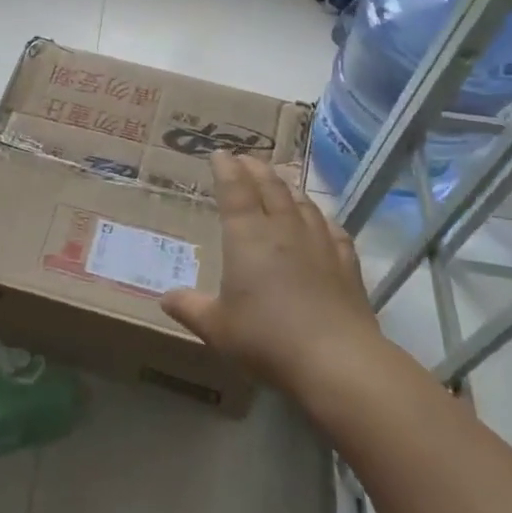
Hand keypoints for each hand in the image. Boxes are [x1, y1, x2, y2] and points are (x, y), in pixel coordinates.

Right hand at [160, 153, 381, 395]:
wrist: (336, 360)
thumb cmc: (266, 338)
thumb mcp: (216, 328)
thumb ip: (190, 308)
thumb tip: (165, 298)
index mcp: (247, 237)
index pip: (234, 190)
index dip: (226, 169)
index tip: (219, 153)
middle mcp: (283, 230)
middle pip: (270, 187)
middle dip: (255, 169)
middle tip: (245, 158)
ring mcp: (320, 244)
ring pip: (302, 203)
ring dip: (287, 187)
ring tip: (279, 181)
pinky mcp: (347, 264)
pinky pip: (333, 229)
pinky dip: (321, 218)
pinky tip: (321, 221)